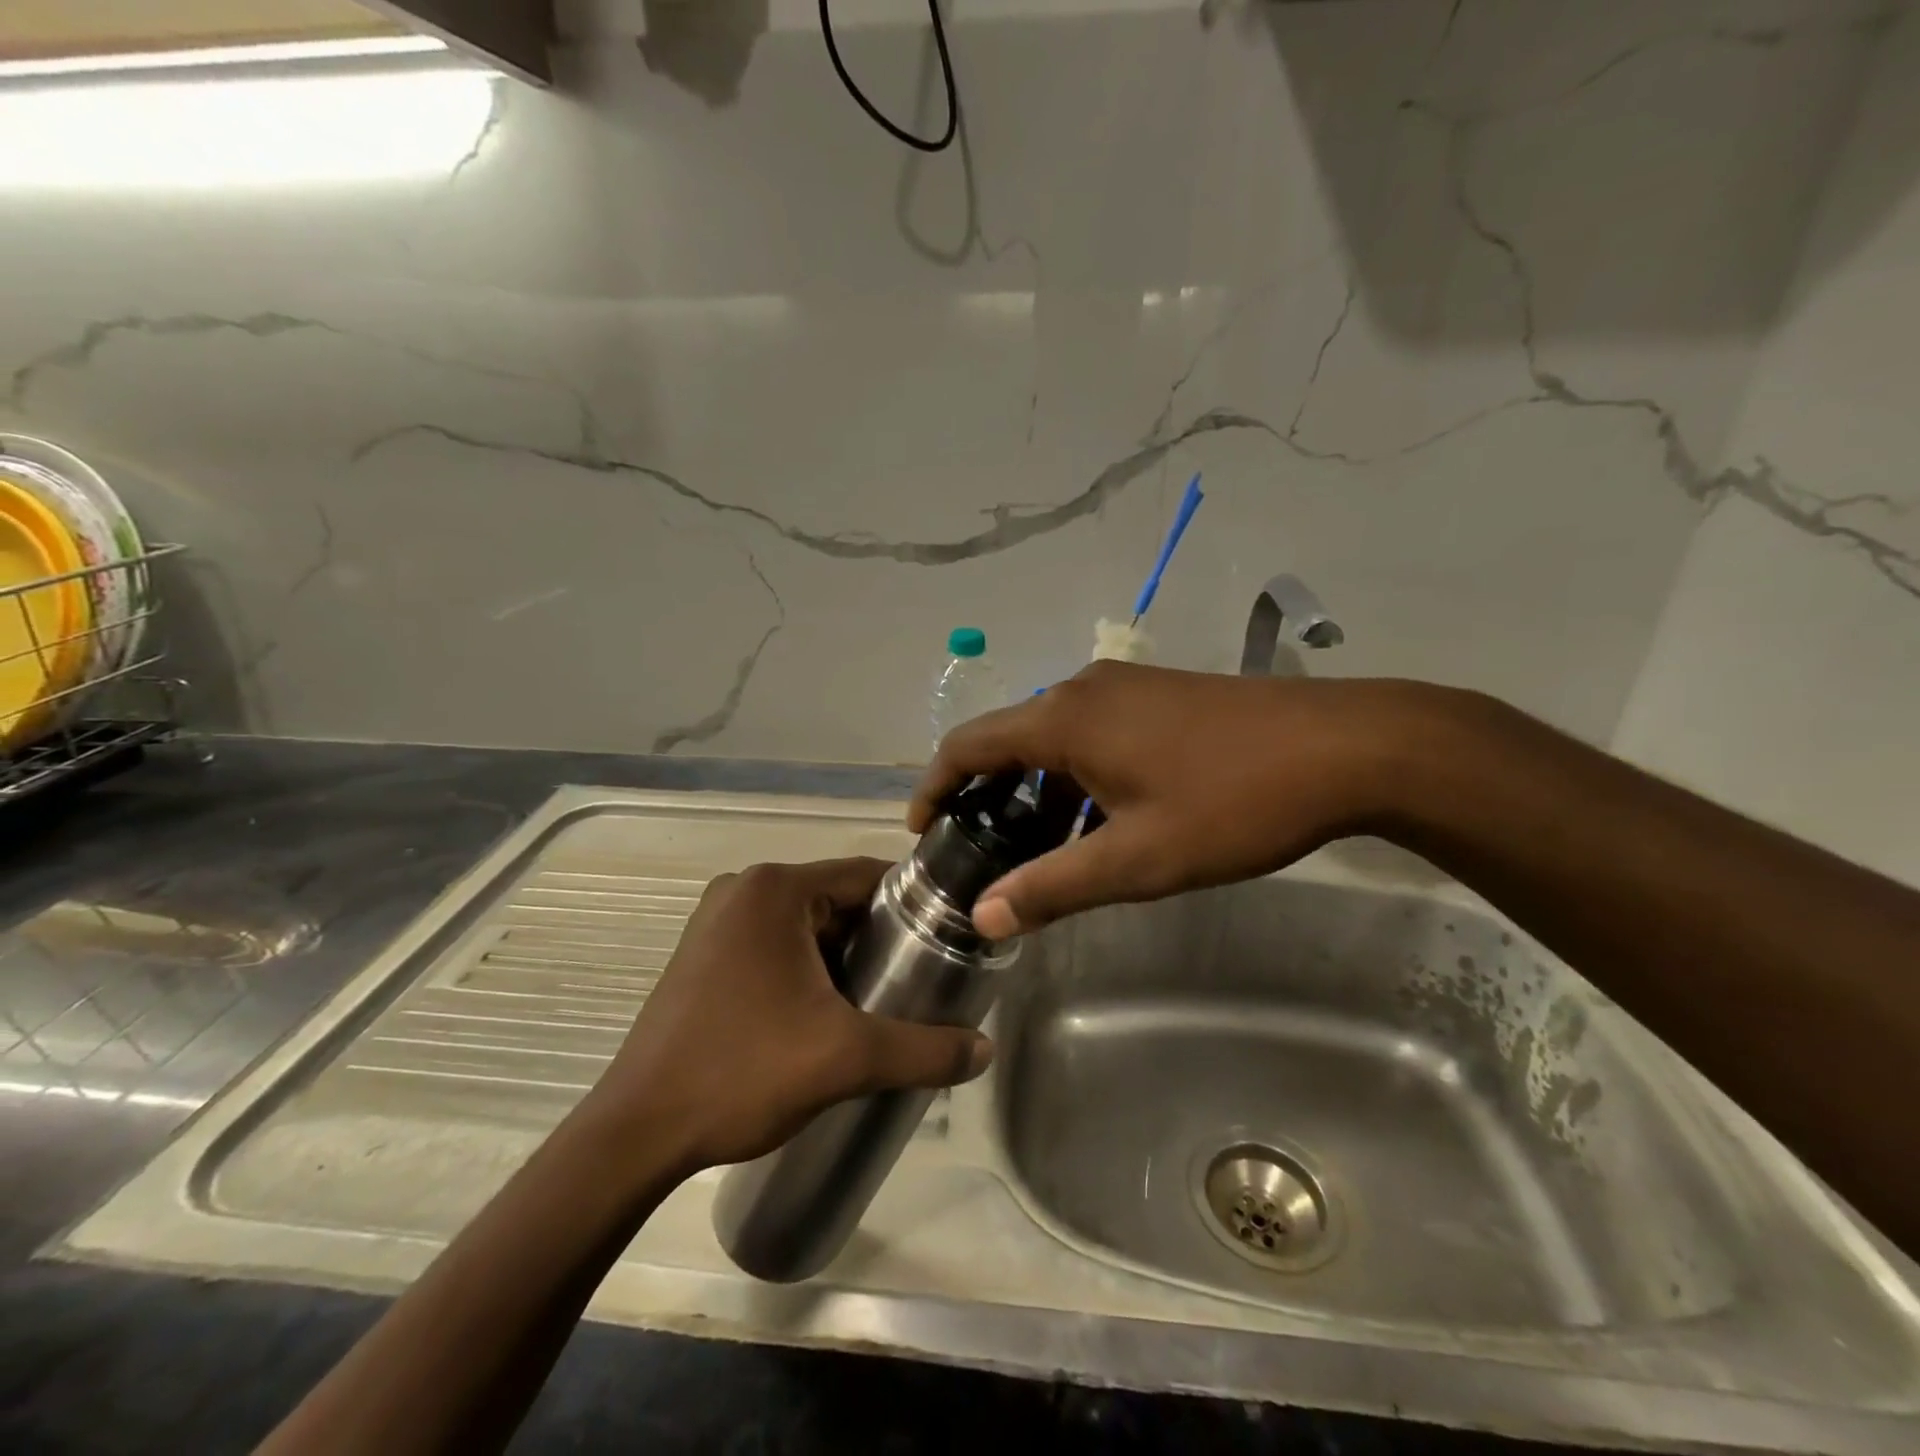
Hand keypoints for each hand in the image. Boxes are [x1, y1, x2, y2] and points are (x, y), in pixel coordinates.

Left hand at [585, 858, 992, 1172]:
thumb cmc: (741, 1072)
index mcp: (776, 888)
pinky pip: (776, 944)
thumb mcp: (845, 1059)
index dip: (914, 906)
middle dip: (879, 938)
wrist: (635, 1134)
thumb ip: (924, 1050)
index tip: (948, 940)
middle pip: (838, 900)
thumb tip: (985, 1051)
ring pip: (807, 925)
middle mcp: (744, 889)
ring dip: (844, 956)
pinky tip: (825, 1011)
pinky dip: (808, 967)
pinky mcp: (704, 954)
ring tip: (879, 1002)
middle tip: (918, 982)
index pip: (867, 876)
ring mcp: (717, 920)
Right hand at [911, 661, 1439, 938]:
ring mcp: (1125, 687)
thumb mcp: (1137, 859)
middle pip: (1009, 739)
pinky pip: (1092, 733)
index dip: (935, 787)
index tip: (922, 831)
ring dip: (1036, 789)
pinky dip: (1075, 775)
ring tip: (1041, 847)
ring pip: (1054, 738)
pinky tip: (1102, 819)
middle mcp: (1082, 690)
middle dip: (986, 796)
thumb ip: (1054, 886)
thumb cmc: (1232, 802)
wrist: (1345, 746)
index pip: (968, 745)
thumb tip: (984, 918)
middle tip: (981, 853)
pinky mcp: (1159, 695)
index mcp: (1063, 719)